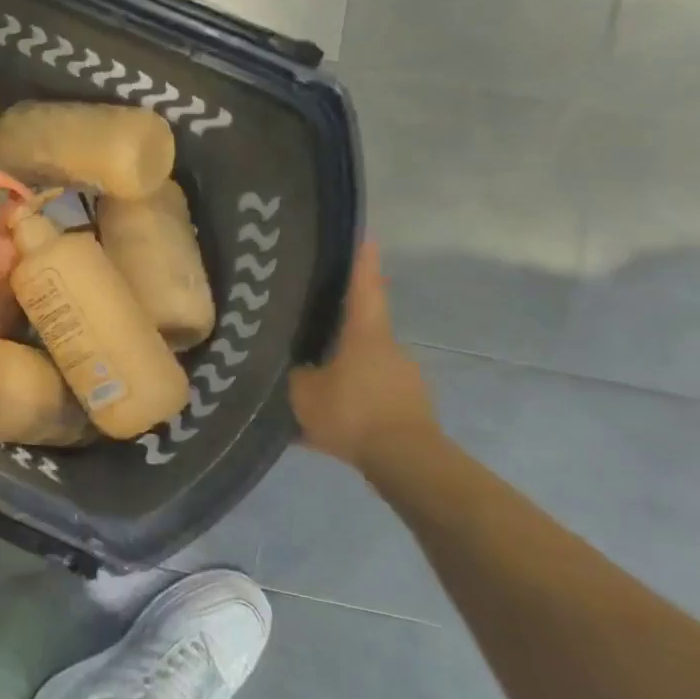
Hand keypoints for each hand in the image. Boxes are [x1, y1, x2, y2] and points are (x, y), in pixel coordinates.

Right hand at [289, 241, 436, 468]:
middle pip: (361, 330)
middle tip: (309, 330)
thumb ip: (294, 373)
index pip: (364, 288)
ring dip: (342, 371)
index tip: (366, 236)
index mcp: (365, 335)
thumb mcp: (302, 391)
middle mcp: (389, 349)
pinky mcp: (409, 406)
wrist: (406, 462)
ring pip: (364, 366)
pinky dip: (351, 400)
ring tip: (311, 384)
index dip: (362, 262)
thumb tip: (290, 364)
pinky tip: (328, 418)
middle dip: (337, 331)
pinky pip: (371, 395)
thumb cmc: (351, 413)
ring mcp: (405, 379)